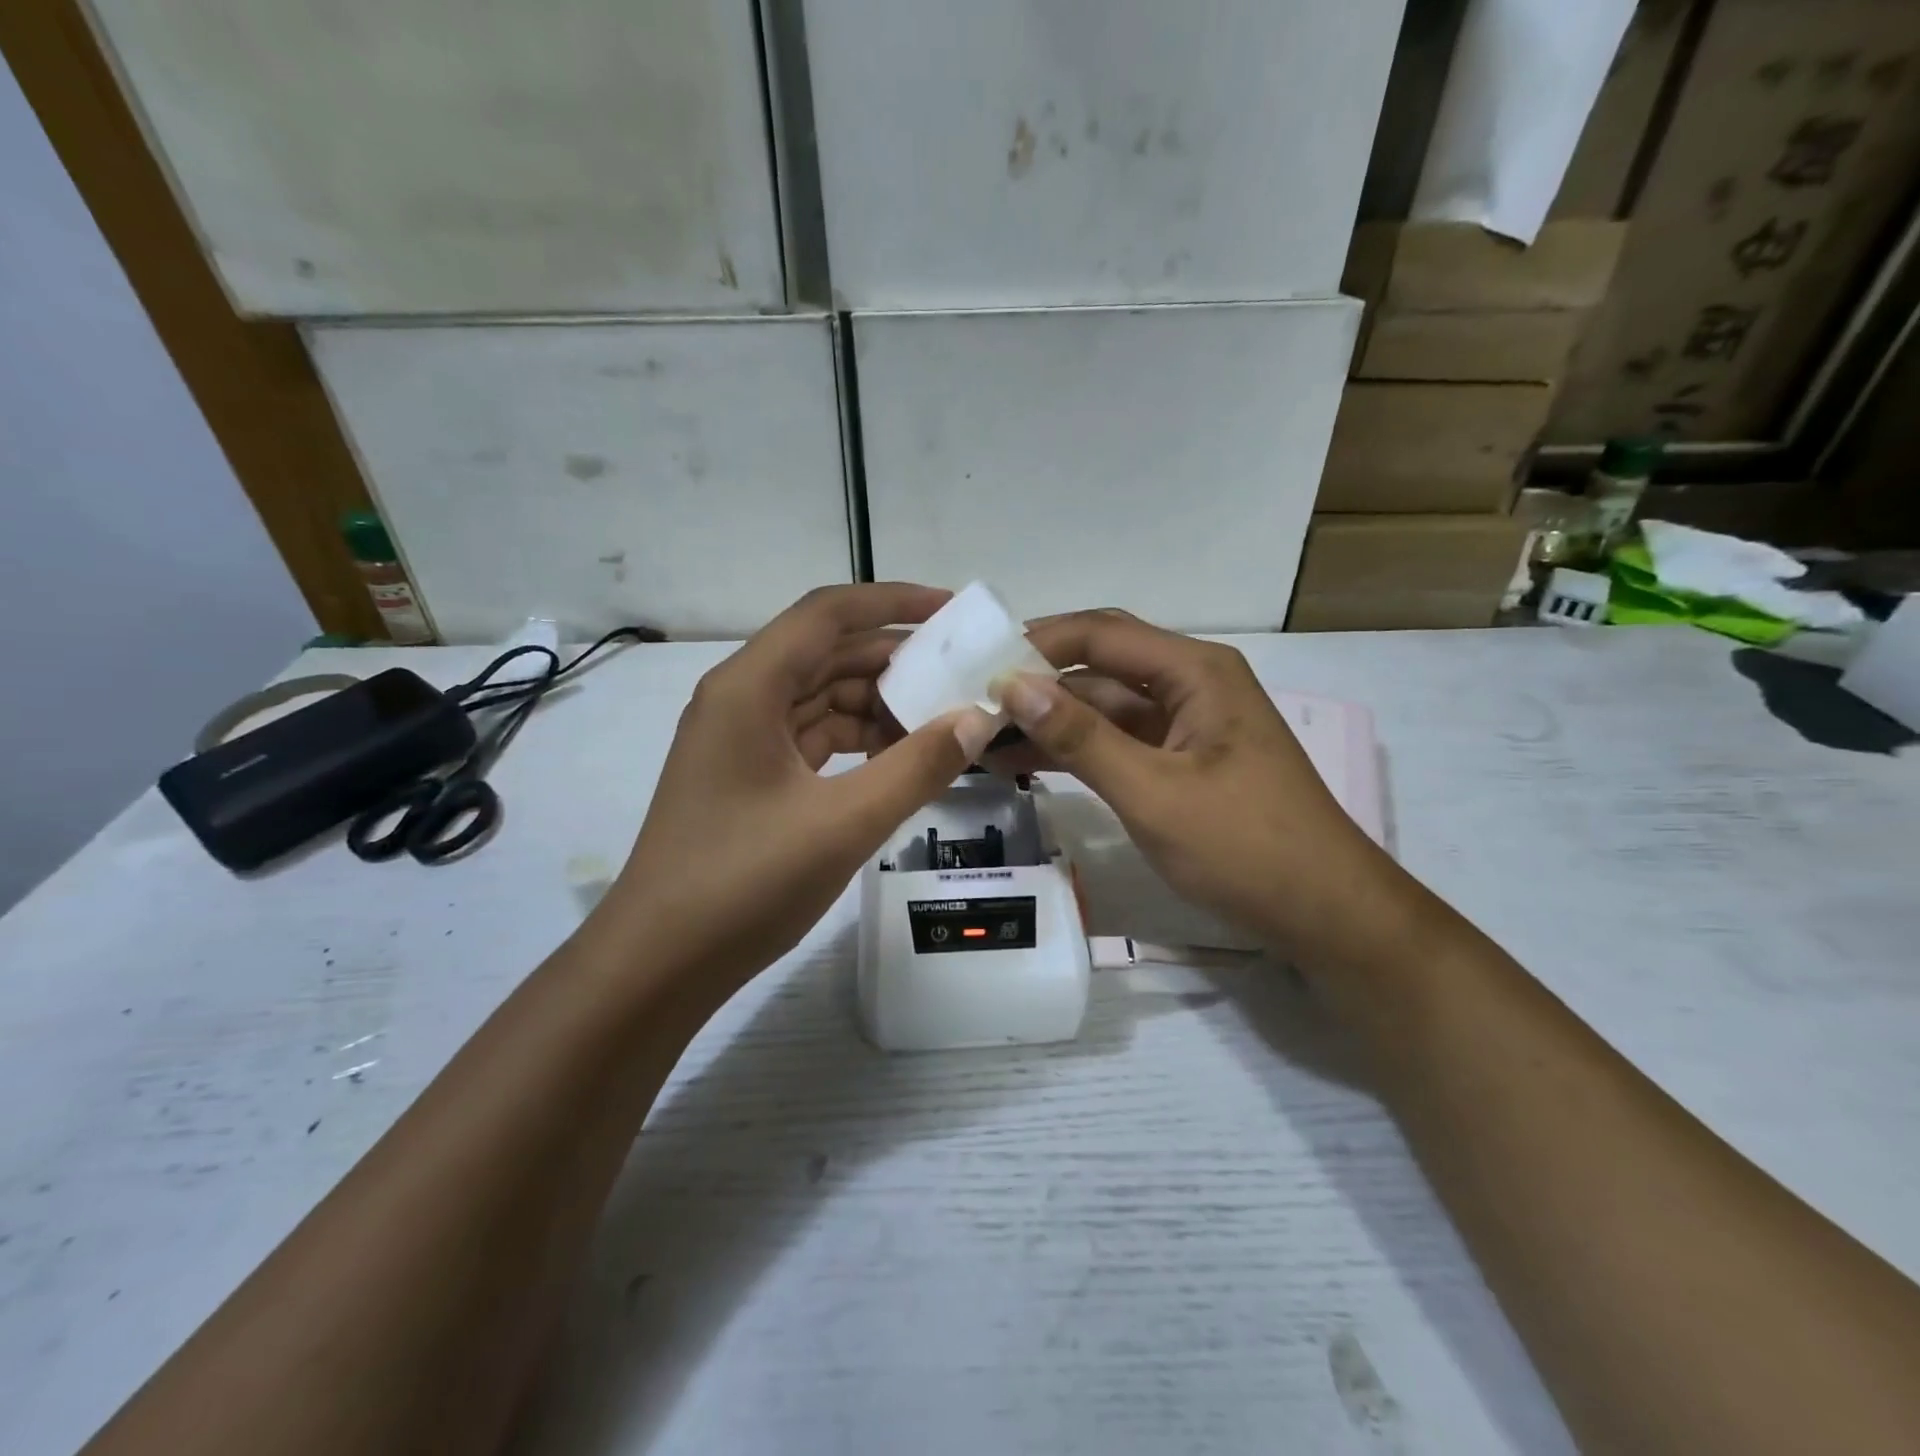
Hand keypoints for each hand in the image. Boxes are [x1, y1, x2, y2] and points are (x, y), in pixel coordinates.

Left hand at [606, 585, 998, 992]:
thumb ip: (917, 767)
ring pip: (822, 697)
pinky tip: (900, 756)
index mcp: (749, 687)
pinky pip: (814, 737)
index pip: (828, 614)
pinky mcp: (750, 774)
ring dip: (879, 704)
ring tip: (943, 719)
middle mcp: (741, 698)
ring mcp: (742, 739)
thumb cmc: (743, 885)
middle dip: (895, 659)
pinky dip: (858, 740)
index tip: (952, 611)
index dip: (893, 602)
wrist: (659, 964)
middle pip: (827, 653)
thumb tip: (977, 719)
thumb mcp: (843, 824)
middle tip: (962, 673)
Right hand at [995, 609, 1409, 963]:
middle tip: (970, 703)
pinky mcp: (1180, 763)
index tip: (976, 666)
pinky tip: (1025, 764)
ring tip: (982, 740)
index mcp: (1195, 671)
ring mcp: (1186, 725)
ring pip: (1102, 708)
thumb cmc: (1245, 847)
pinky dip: (1075, 751)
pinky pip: (1117, 743)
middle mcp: (1190, 685)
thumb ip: (1081, 737)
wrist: (1324, 915)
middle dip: (1036, 684)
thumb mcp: (1153, 792)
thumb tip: (1011, 684)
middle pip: (1098, 667)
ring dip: (1048, 722)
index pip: (1100, 635)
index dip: (1036, 644)